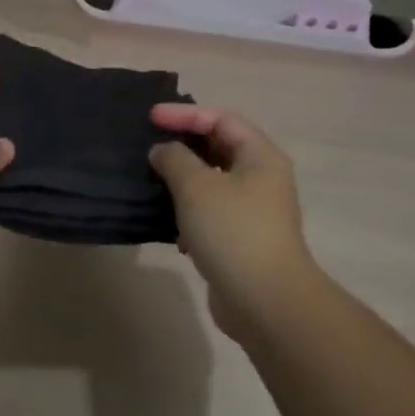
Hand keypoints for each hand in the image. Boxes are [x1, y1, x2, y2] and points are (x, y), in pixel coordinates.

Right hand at [148, 105, 320, 341]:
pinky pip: (211, 213)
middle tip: (150, 145)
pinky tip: (172, 229)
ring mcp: (254, 211)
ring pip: (213, 182)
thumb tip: (163, 151)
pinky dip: (189, 213)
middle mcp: (262, 178)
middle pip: (219, 148)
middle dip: (184, 145)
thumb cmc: (232, 231)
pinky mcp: (242, 239)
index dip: (185, 114)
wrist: (265, 301)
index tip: (151, 118)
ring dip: (183, 181)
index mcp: (260, 156)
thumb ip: (174, 159)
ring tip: (153, 182)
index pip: (221, 119)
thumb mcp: (196, 186)